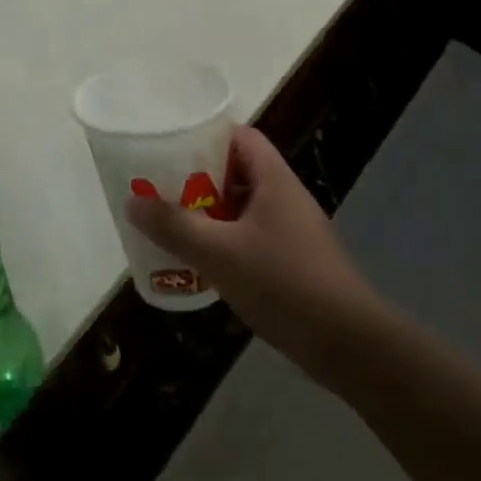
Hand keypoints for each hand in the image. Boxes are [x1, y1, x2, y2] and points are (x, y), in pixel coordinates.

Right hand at [125, 127, 376, 362]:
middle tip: (160, 186)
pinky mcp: (293, 260)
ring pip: (242, 207)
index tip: (169, 146)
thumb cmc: (283, 283)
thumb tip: (132, 202)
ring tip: (171, 221)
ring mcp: (291, 230)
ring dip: (209, 212)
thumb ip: (174, 226)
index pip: (240, 136)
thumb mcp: (219, 253)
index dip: (206, 135)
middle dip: (198, 177)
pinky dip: (224, 240)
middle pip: (237, 170)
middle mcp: (284, 196)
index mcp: (273, 179)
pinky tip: (200, 261)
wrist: (348, 344)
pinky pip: (250, 236)